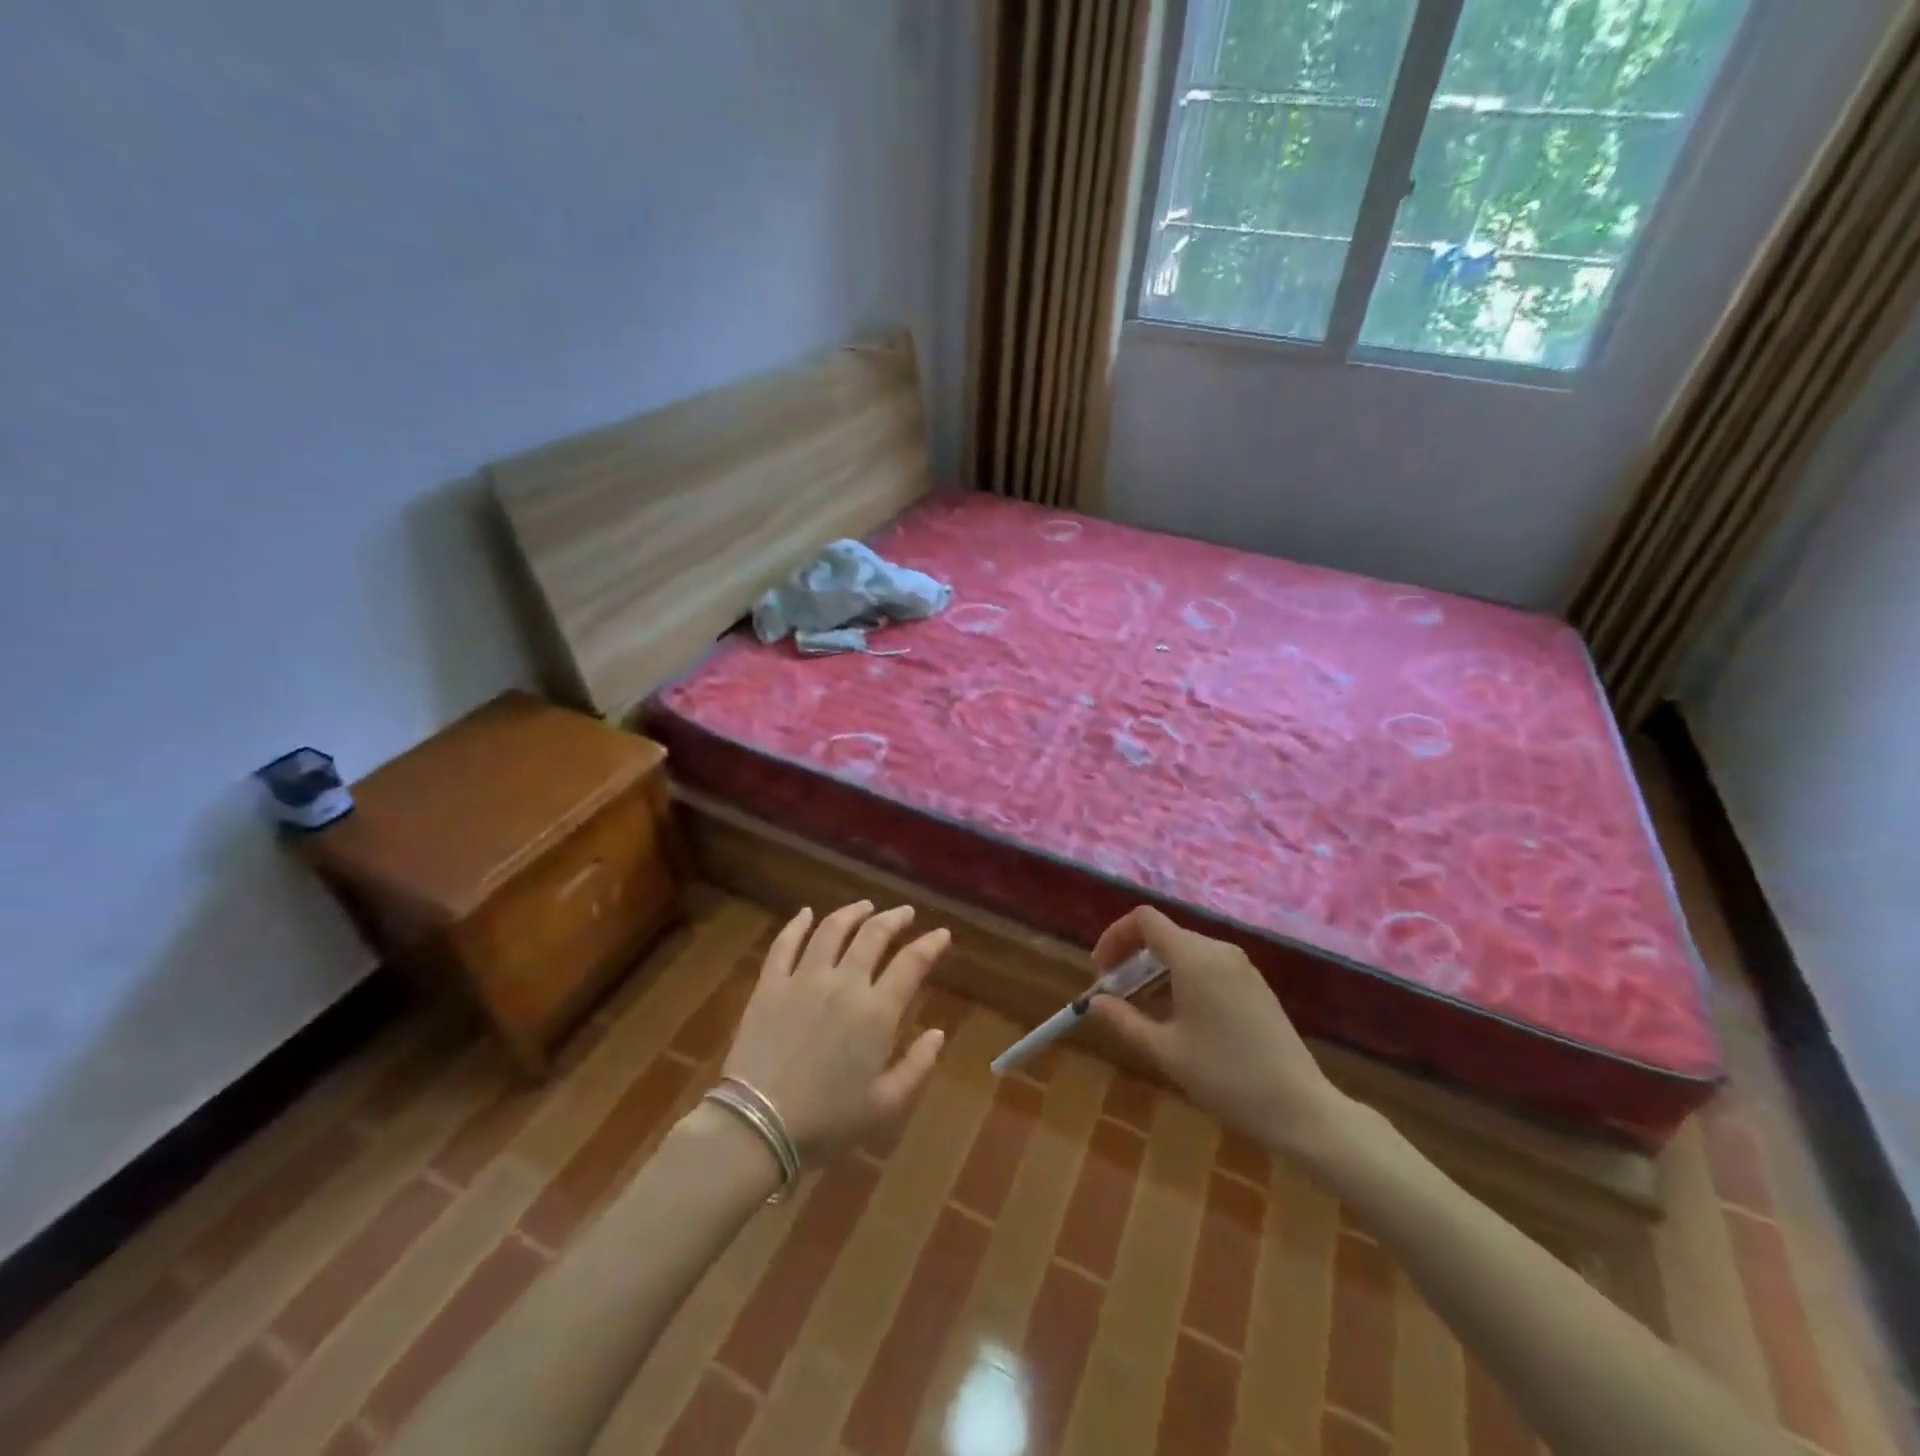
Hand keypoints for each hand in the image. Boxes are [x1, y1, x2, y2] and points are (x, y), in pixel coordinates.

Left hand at [721, 901, 949, 1163]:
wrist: (759, 1126)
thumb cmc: (828, 1121)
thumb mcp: (885, 1105)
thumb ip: (917, 1066)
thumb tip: (938, 1033)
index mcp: (876, 1011)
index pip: (911, 963)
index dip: (930, 944)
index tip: (941, 934)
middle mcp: (844, 983)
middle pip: (873, 935)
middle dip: (894, 919)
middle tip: (905, 913)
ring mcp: (803, 979)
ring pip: (831, 930)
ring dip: (852, 913)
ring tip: (865, 906)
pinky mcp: (770, 984)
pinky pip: (785, 944)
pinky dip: (797, 924)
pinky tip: (806, 914)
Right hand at [1085, 906, 1348, 1157]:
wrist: (1301, 1109)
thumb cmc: (1226, 1077)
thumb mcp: (1166, 1052)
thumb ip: (1124, 1021)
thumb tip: (1093, 1002)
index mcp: (1194, 957)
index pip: (1144, 919)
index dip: (1115, 936)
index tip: (1101, 971)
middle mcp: (1219, 951)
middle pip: (1164, 934)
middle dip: (1133, 957)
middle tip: (1115, 995)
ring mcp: (1242, 967)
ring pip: (1186, 951)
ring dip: (1156, 970)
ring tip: (1142, 1009)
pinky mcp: (1255, 985)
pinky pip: (1208, 966)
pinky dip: (1182, 978)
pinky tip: (1179, 1017)